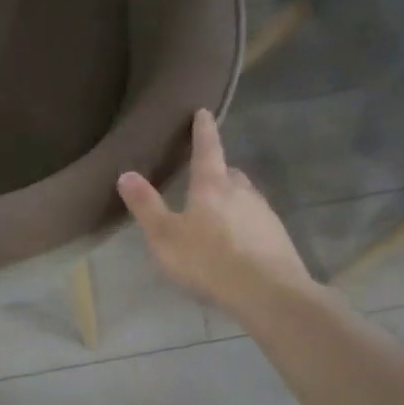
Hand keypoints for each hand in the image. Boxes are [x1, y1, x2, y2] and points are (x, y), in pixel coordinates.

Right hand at [118, 110, 316, 320]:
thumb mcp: (165, 237)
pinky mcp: (277, 236)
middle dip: (217, 171)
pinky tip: (236, 244)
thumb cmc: (209, 260)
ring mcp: (264, 213)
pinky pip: (256, 221)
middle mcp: (242, 192)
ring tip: (217, 215)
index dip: (203, 130)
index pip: (207, 149)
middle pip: (229, 173)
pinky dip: (244, 224)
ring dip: (231, 200)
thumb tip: (126, 173)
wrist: (269, 293)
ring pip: (245, 197)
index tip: (204, 111)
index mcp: (212, 186)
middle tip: (203, 177)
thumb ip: (146, 206)